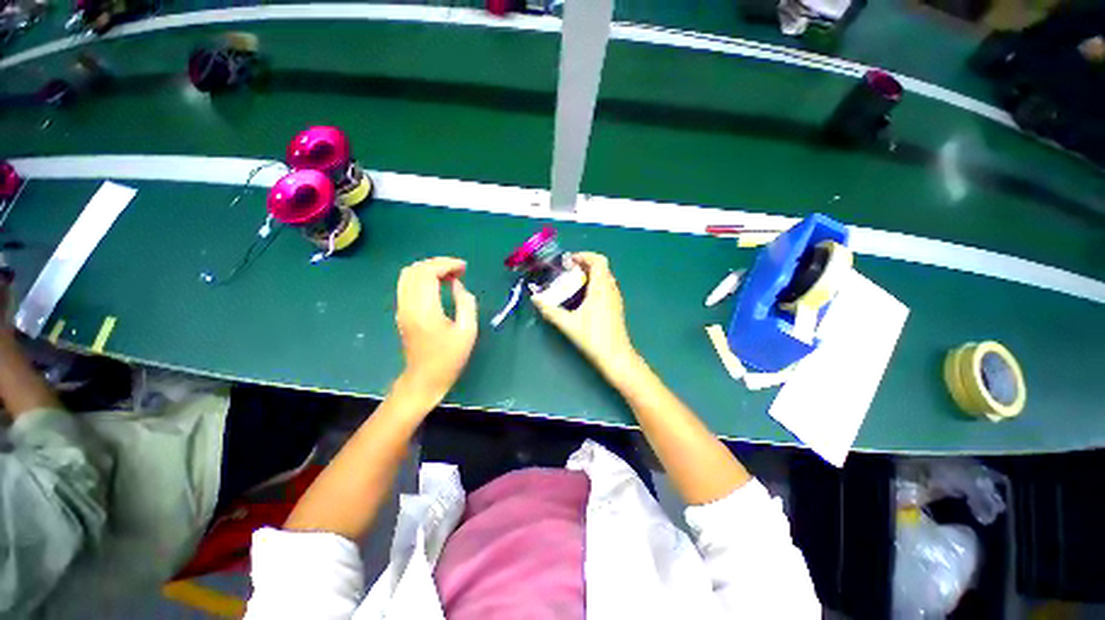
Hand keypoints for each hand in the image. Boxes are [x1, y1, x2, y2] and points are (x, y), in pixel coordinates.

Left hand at [394, 257, 477, 405]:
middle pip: (415, 270)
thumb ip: (466, 303)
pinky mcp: (402, 313)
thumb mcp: (467, 331)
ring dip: (428, 269)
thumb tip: (458, 284)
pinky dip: (422, 277)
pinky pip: (407, 285)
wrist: (424, 380)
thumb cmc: (449, 358)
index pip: (428, 273)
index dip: (446, 264)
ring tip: (449, 274)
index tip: (464, 268)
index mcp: (425, 310)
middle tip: (458, 269)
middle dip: (438, 263)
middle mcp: (408, 305)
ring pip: (408, 275)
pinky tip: (438, 284)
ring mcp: (402, 308)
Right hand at [532, 252, 637, 375]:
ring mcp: (616, 298)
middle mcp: (611, 289)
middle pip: (601, 267)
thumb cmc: (593, 337)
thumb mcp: (568, 323)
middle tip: (566, 271)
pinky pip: (606, 287)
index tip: (568, 261)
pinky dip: (595, 284)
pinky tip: (582, 297)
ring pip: (604, 277)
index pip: (599, 260)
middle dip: (584, 264)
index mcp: (601, 288)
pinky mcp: (616, 306)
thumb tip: (535, 298)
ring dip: (590, 274)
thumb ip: (550, 310)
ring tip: (572, 282)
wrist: (616, 356)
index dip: (584, 255)